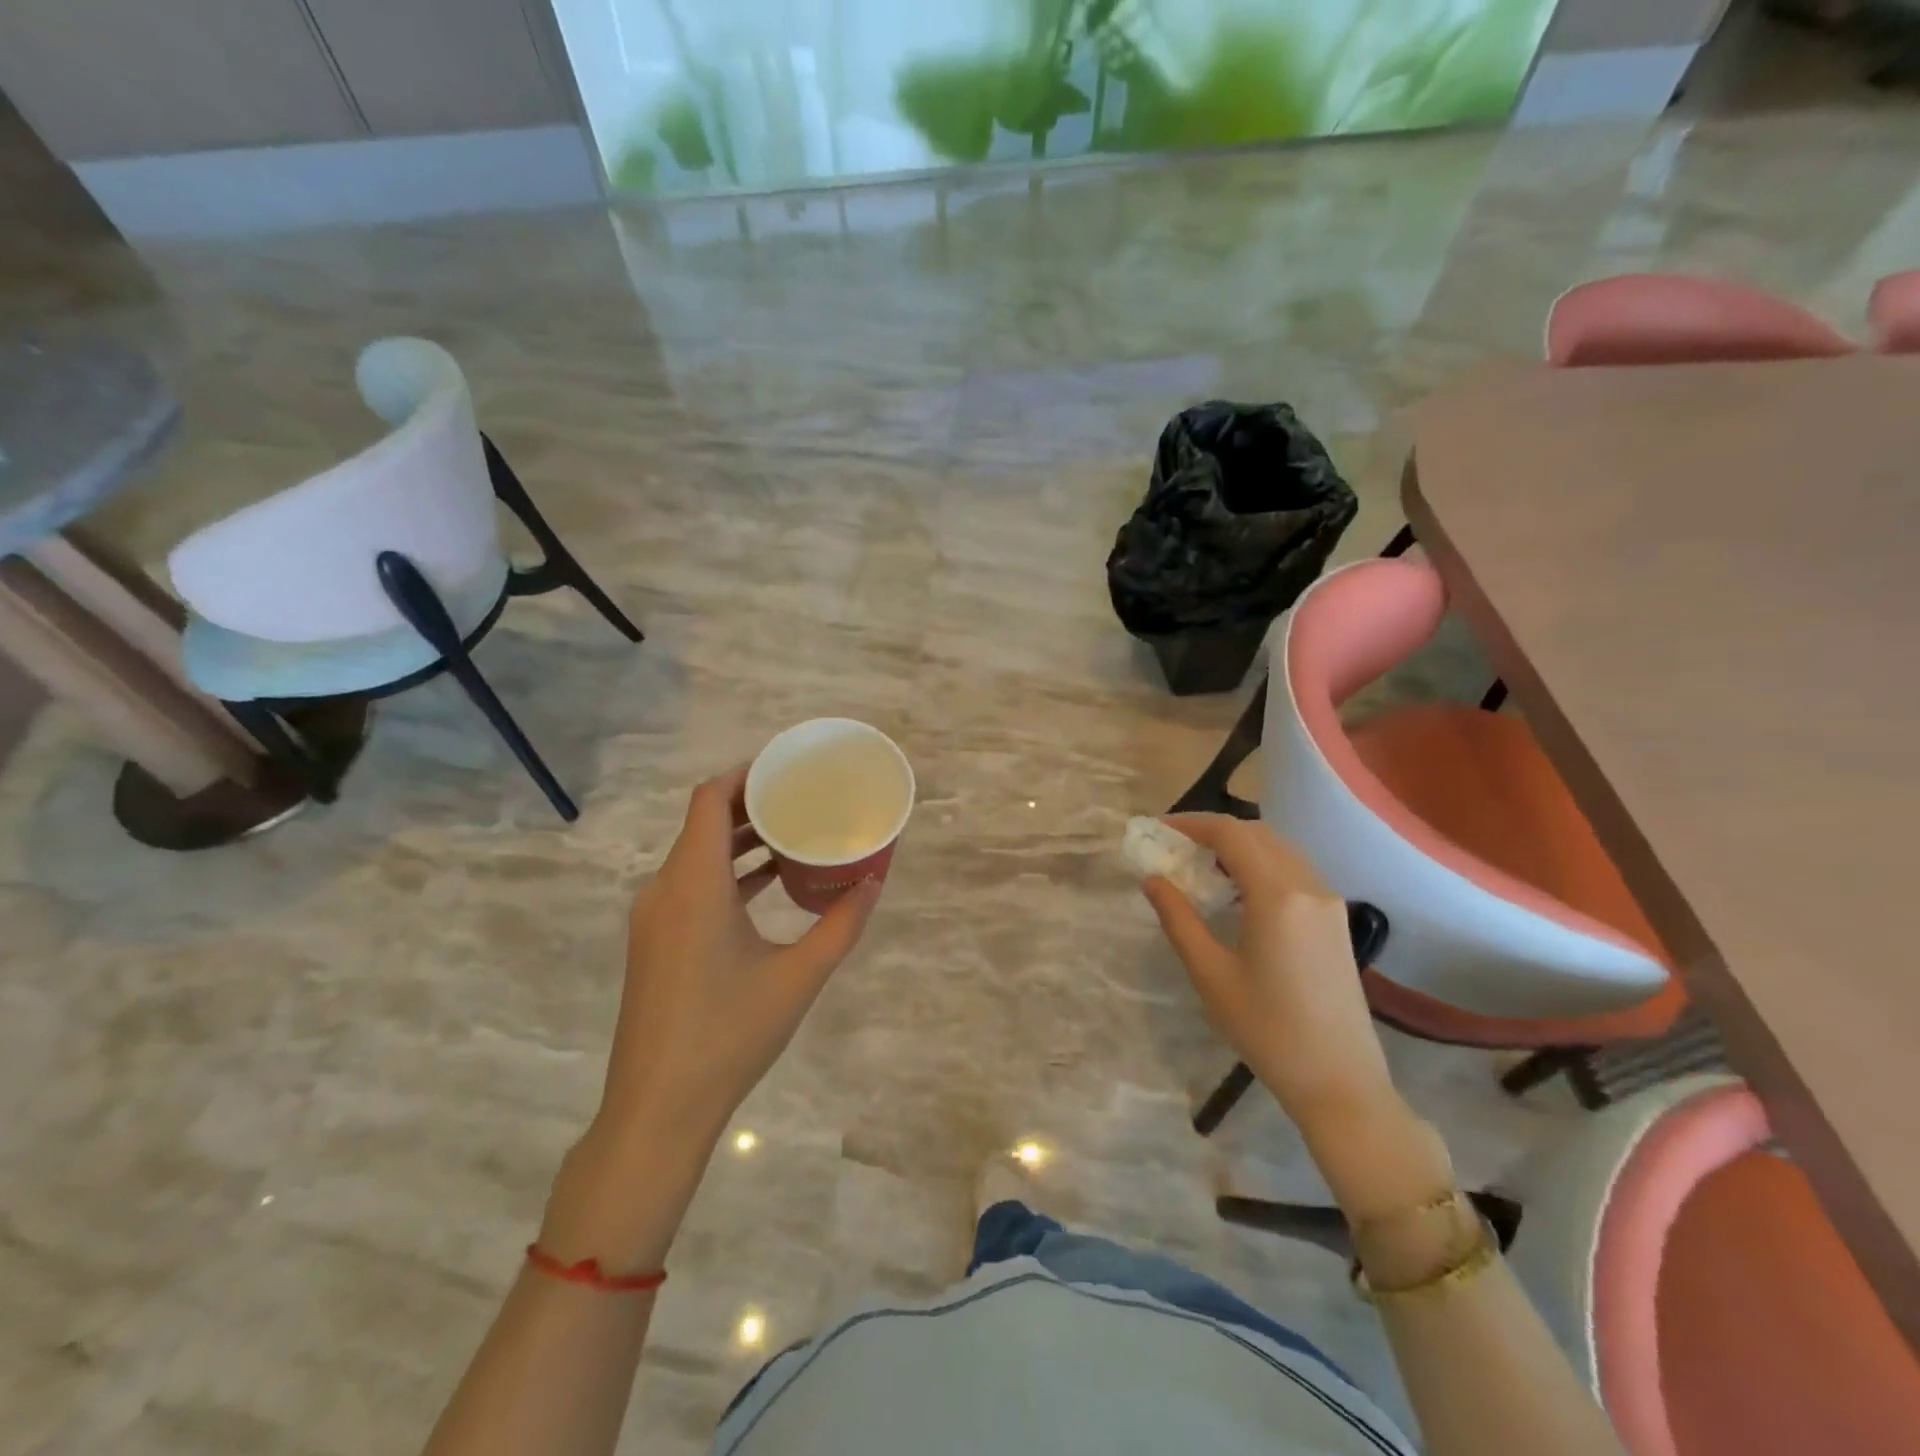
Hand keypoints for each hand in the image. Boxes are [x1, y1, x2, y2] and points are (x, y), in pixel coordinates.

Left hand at [597, 763, 882, 1146]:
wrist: (658, 1109)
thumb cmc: (729, 1035)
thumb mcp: (798, 977)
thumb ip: (841, 924)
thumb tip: (874, 881)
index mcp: (694, 885)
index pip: (709, 800)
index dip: (744, 774)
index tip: (785, 768)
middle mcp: (665, 890)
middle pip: (703, 823)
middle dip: (751, 804)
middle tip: (801, 797)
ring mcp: (654, 919)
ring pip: (697, 856)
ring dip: (740, 840)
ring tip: (792, 834)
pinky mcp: (655, 943)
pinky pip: (691, 886)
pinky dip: (727, 873)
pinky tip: (767, 885)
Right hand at [1142, 814, 1399, 1135]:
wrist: (1339, 1081)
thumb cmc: (1266, 1029)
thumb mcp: (1210, 974)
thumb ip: (1178, 918)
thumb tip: (1152, 879)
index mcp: (1277, 895)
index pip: (1231, 834)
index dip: (1191, 823)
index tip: (1159, 830)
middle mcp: (1308, 886)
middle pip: (1258, 834)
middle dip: (1214, 831)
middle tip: (1176, 847)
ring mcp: (1329, 902)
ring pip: (1280, 849)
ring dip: (1240, 845)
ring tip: (1202, 865)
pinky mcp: (1336, 920)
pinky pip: (1295, 871)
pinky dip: (1262, 864)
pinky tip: (1239, 890)